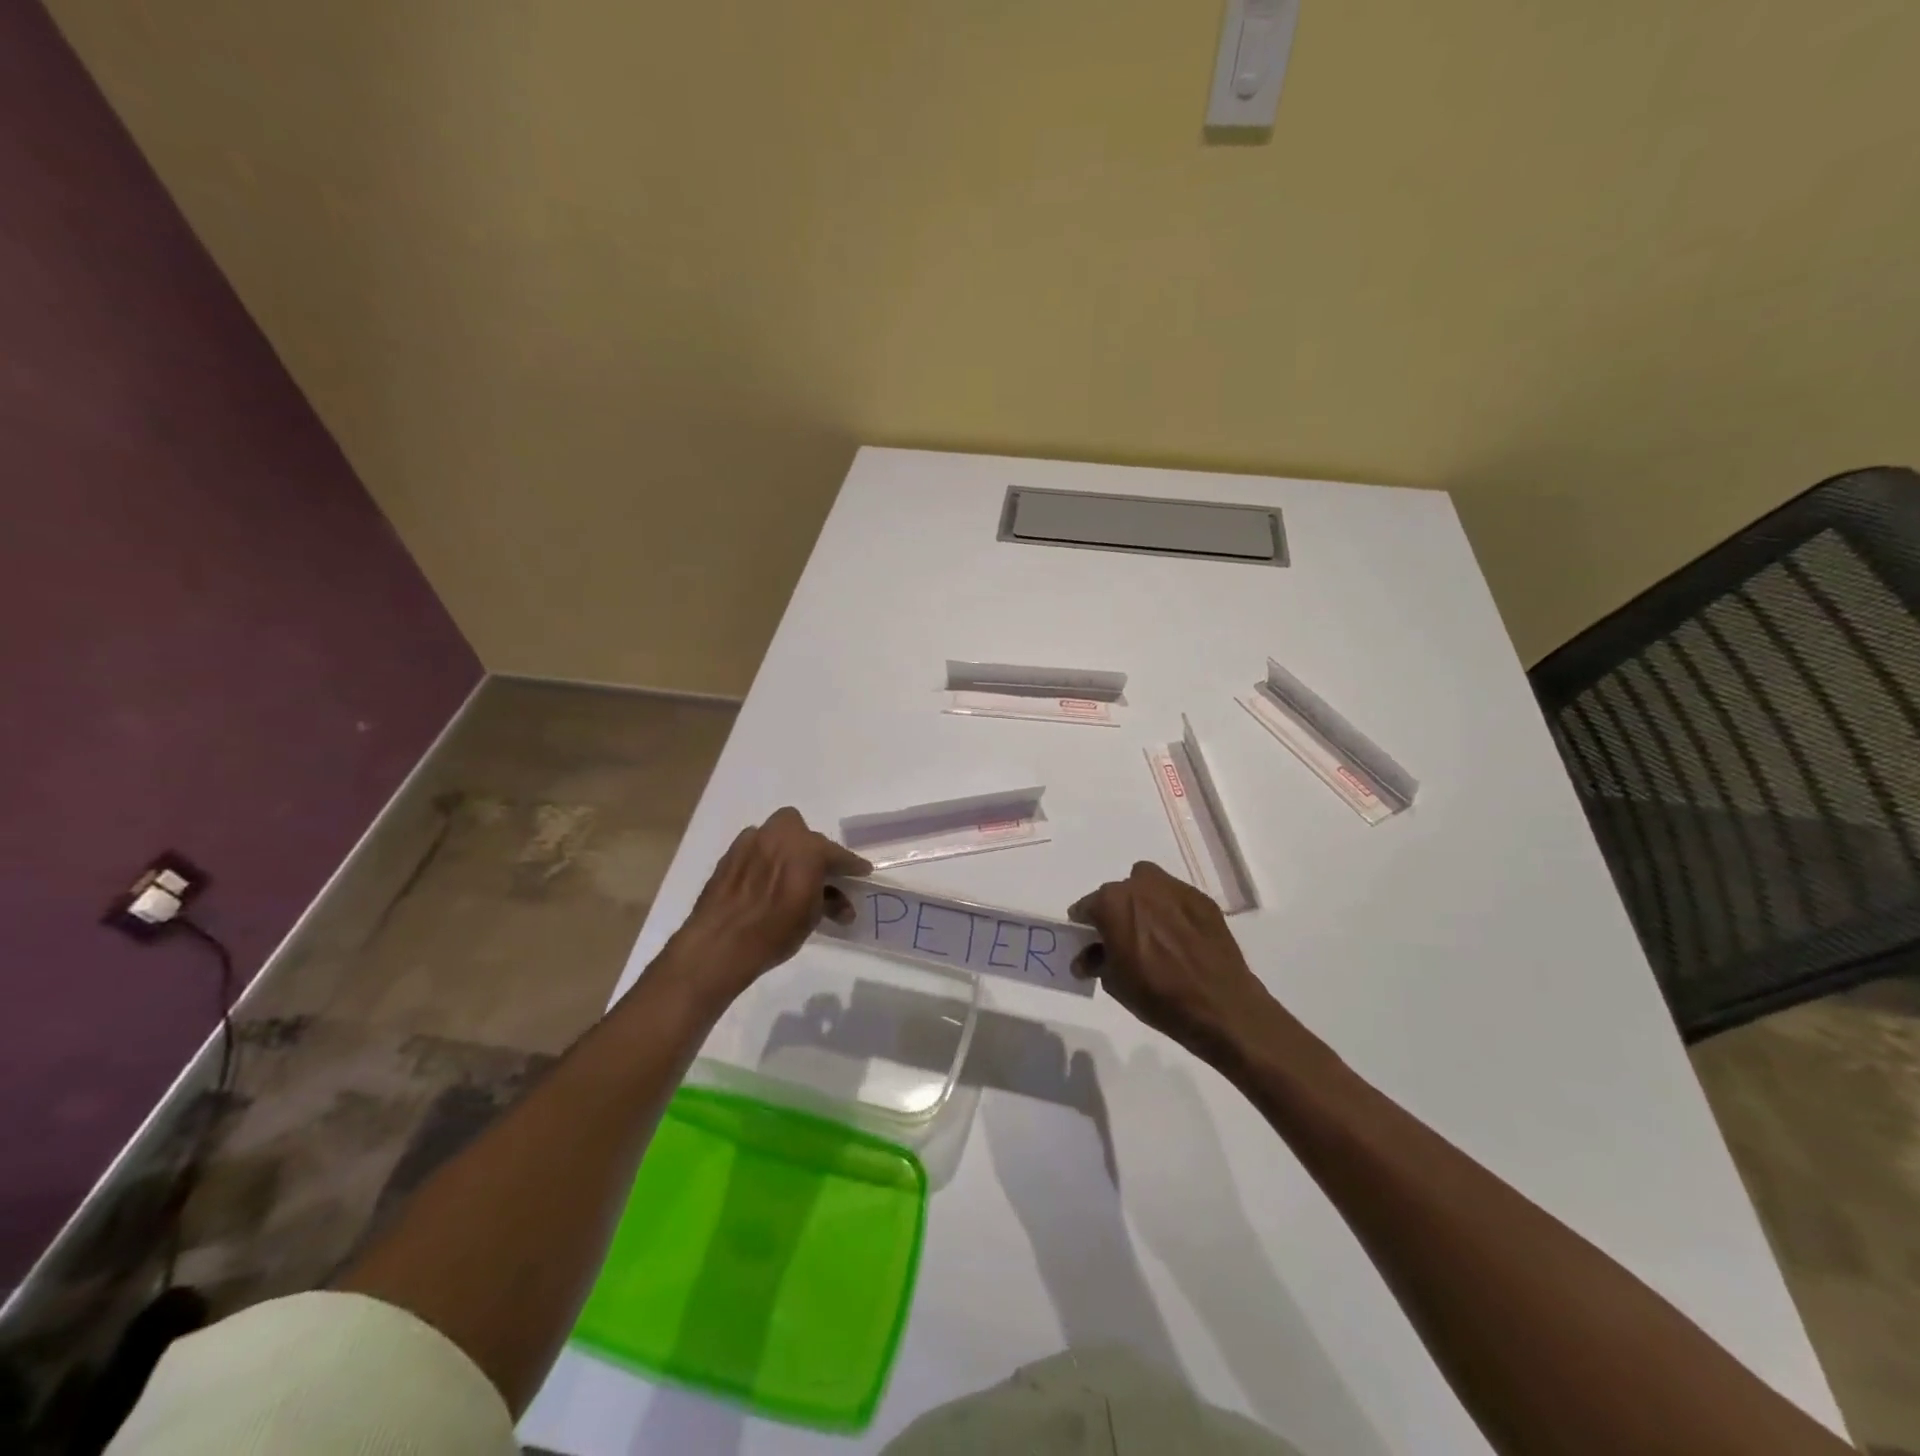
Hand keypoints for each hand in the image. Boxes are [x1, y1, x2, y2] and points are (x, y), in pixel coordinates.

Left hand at [669, 808, 869, 998]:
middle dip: (815, 852)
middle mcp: (781, 836)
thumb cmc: (774, 932)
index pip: (838, 854)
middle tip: (819, 875)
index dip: (852, 865)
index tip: (861, 871)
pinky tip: (764, 878)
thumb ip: (828, 902)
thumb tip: (841, 904)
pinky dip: (765, 856)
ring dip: (788, 848)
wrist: (720, 944)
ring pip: (779, 833)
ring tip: (789, 873)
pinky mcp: (731, 852)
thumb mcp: (811, 918)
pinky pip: (756, 845)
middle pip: (807, 836)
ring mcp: (753, 841)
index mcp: (809, 850)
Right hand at [1067, 862, 1275, 1067]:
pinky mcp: (1202, 899)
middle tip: (1124, 941)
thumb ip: (1096, 960)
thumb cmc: (1156, 994)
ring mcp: (1174, 888)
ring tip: (1153, 935)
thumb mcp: (1114, 982)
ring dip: (1144, 904)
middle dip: (1116, 913)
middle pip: (1118, 894)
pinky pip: (1175, 898)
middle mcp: (1140, 885)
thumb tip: (1087, 958)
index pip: (1087, 907)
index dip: (1086, 927)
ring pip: (1148, 887)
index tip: (1091, 943)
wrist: (1219, 1005)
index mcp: (1112, 902)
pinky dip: (1172, 911)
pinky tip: (1180, 939)